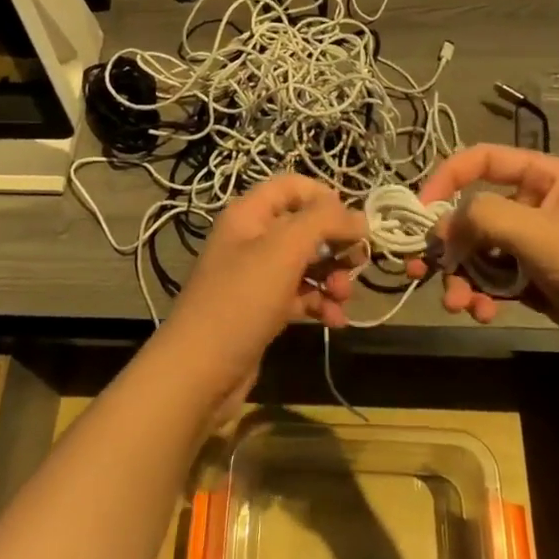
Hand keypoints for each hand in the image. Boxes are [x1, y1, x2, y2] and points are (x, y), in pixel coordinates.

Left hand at [152, 177, 363, 418]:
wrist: (200, 371)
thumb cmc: (241, 301)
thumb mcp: (284, 250)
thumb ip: (323, 222)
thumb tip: (358, 216)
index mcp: (249, 215)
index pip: (292, 186)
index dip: (325, 198)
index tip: (354, 222)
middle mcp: (251, 239)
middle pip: (304, 227)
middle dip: (335, 244)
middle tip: (358, 264)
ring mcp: (255, 277)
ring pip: (306, 264)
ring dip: (332, 277)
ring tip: (343, 298)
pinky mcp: (262, 310)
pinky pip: (299, 296)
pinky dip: (319, 304)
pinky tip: (335, 320)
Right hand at [409, 146, 558, 379]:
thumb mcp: (539, 234)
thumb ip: (483, 217)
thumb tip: (444, 223)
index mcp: (549, 177)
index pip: (484, 160)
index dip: (447, 178)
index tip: (420, 211)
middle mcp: (542, 205)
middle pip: (478, 213)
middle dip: (451, 244)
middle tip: (424, 270)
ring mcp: (542, 246)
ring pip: (484, 251)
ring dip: (464, 276)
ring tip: (459, 304)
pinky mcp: (543, 282)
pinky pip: (499, 279)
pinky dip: (484, 294)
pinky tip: (481, 313)